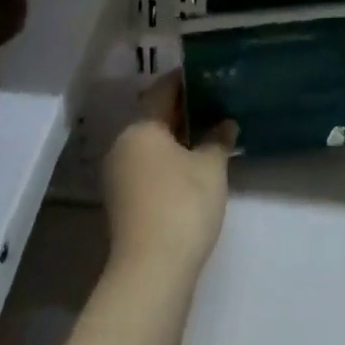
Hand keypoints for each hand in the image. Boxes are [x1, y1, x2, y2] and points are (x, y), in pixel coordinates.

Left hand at [103, 75, 235, 281]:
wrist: (152, 270)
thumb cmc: (182, 204)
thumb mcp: (210, 167)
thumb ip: (217, 140)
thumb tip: (225, 123)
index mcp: (140, 128)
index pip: (161, 91)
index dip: (183, 80)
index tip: (205, 74)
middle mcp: (123, 145)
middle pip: (153, 117)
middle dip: (181, 110)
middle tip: (212, 102)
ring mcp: (119, 175)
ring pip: (149, 144)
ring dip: (175, 137)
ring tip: (207, 133)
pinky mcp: (123, 201)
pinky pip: (147, 166)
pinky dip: (167, 160)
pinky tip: (192, 166)